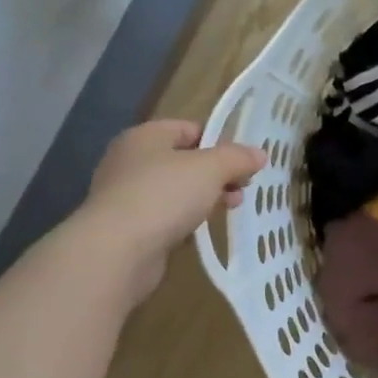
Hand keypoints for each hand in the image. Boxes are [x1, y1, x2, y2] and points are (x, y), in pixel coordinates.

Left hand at [78, 119, 265, 302]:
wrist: (117, 250)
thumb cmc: (164, 195)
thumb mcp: (210, 168)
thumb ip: (237, 158)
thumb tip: (259, 154)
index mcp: (145, 137)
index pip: (188, 128)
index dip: (219, 140)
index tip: (244, 161)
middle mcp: (130, 161)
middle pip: (183, 159)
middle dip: (217, 173)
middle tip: (243, 187)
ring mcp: (126, 195)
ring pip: (176, 189)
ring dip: (205, 196)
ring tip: (231, 208)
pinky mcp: (128, 227)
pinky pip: (165, 215)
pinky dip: (186, 218)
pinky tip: (202, 228)